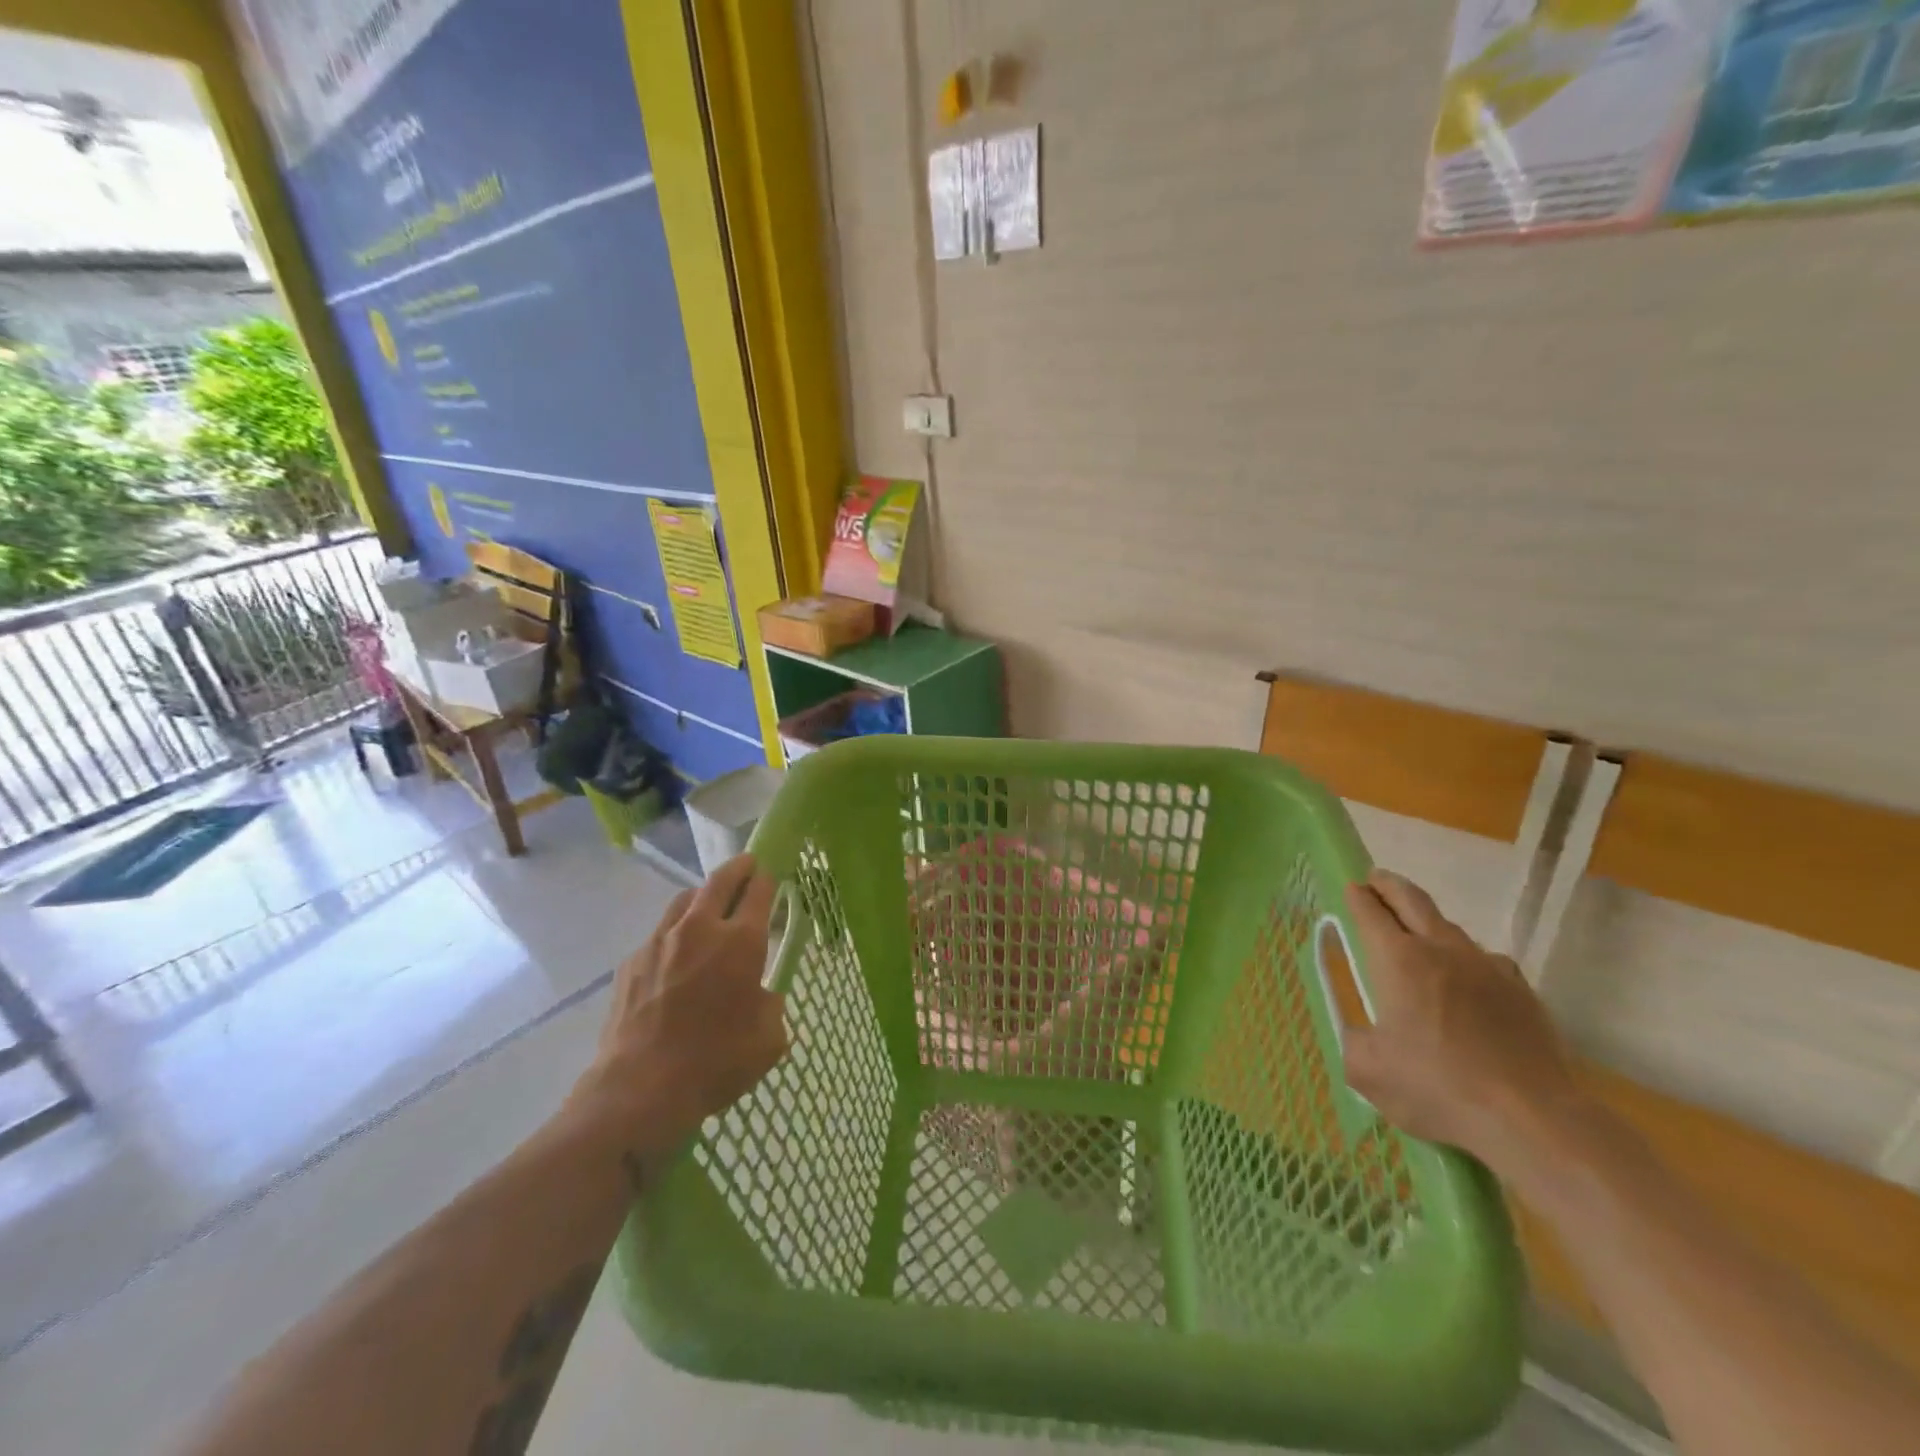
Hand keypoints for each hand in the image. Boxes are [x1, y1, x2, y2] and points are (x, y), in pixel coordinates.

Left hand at [567, 854, 788, 1163]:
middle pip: (720, 880)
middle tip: (748, 865)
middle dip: (738, 868)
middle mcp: (700, 929)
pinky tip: (677, 957)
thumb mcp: (768, 1039)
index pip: (759, 892)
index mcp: (740, 941)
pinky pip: (659, 934)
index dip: (768, 879)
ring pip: (684, 900)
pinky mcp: (632, 961)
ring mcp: (660, 941)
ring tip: (709, 905)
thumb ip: (771, 1005)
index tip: (772, 874)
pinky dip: (675, 933)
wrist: (639, 1089)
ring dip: (702, 895)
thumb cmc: (716, 1062)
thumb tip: (760, 996)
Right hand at [1342, 869, 1588, 1170]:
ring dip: (1428, 922)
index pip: (1371, 913)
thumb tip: (1360, 1034)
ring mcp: (1488, 968)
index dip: (1357, 898)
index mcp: (1398, 960)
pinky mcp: (1522, 991)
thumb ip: (1354, 1042)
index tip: (1351, 889)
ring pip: (1451, 928)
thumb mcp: (1368, 1071)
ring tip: (1418, 933)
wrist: (1532, 1118)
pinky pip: (1487, 961)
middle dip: (1389, 885)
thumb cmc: (1437, 1087)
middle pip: (1413, 900)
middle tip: (1376, 880)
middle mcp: (1442, 950)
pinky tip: (1467, 981)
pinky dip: (1467, 959)